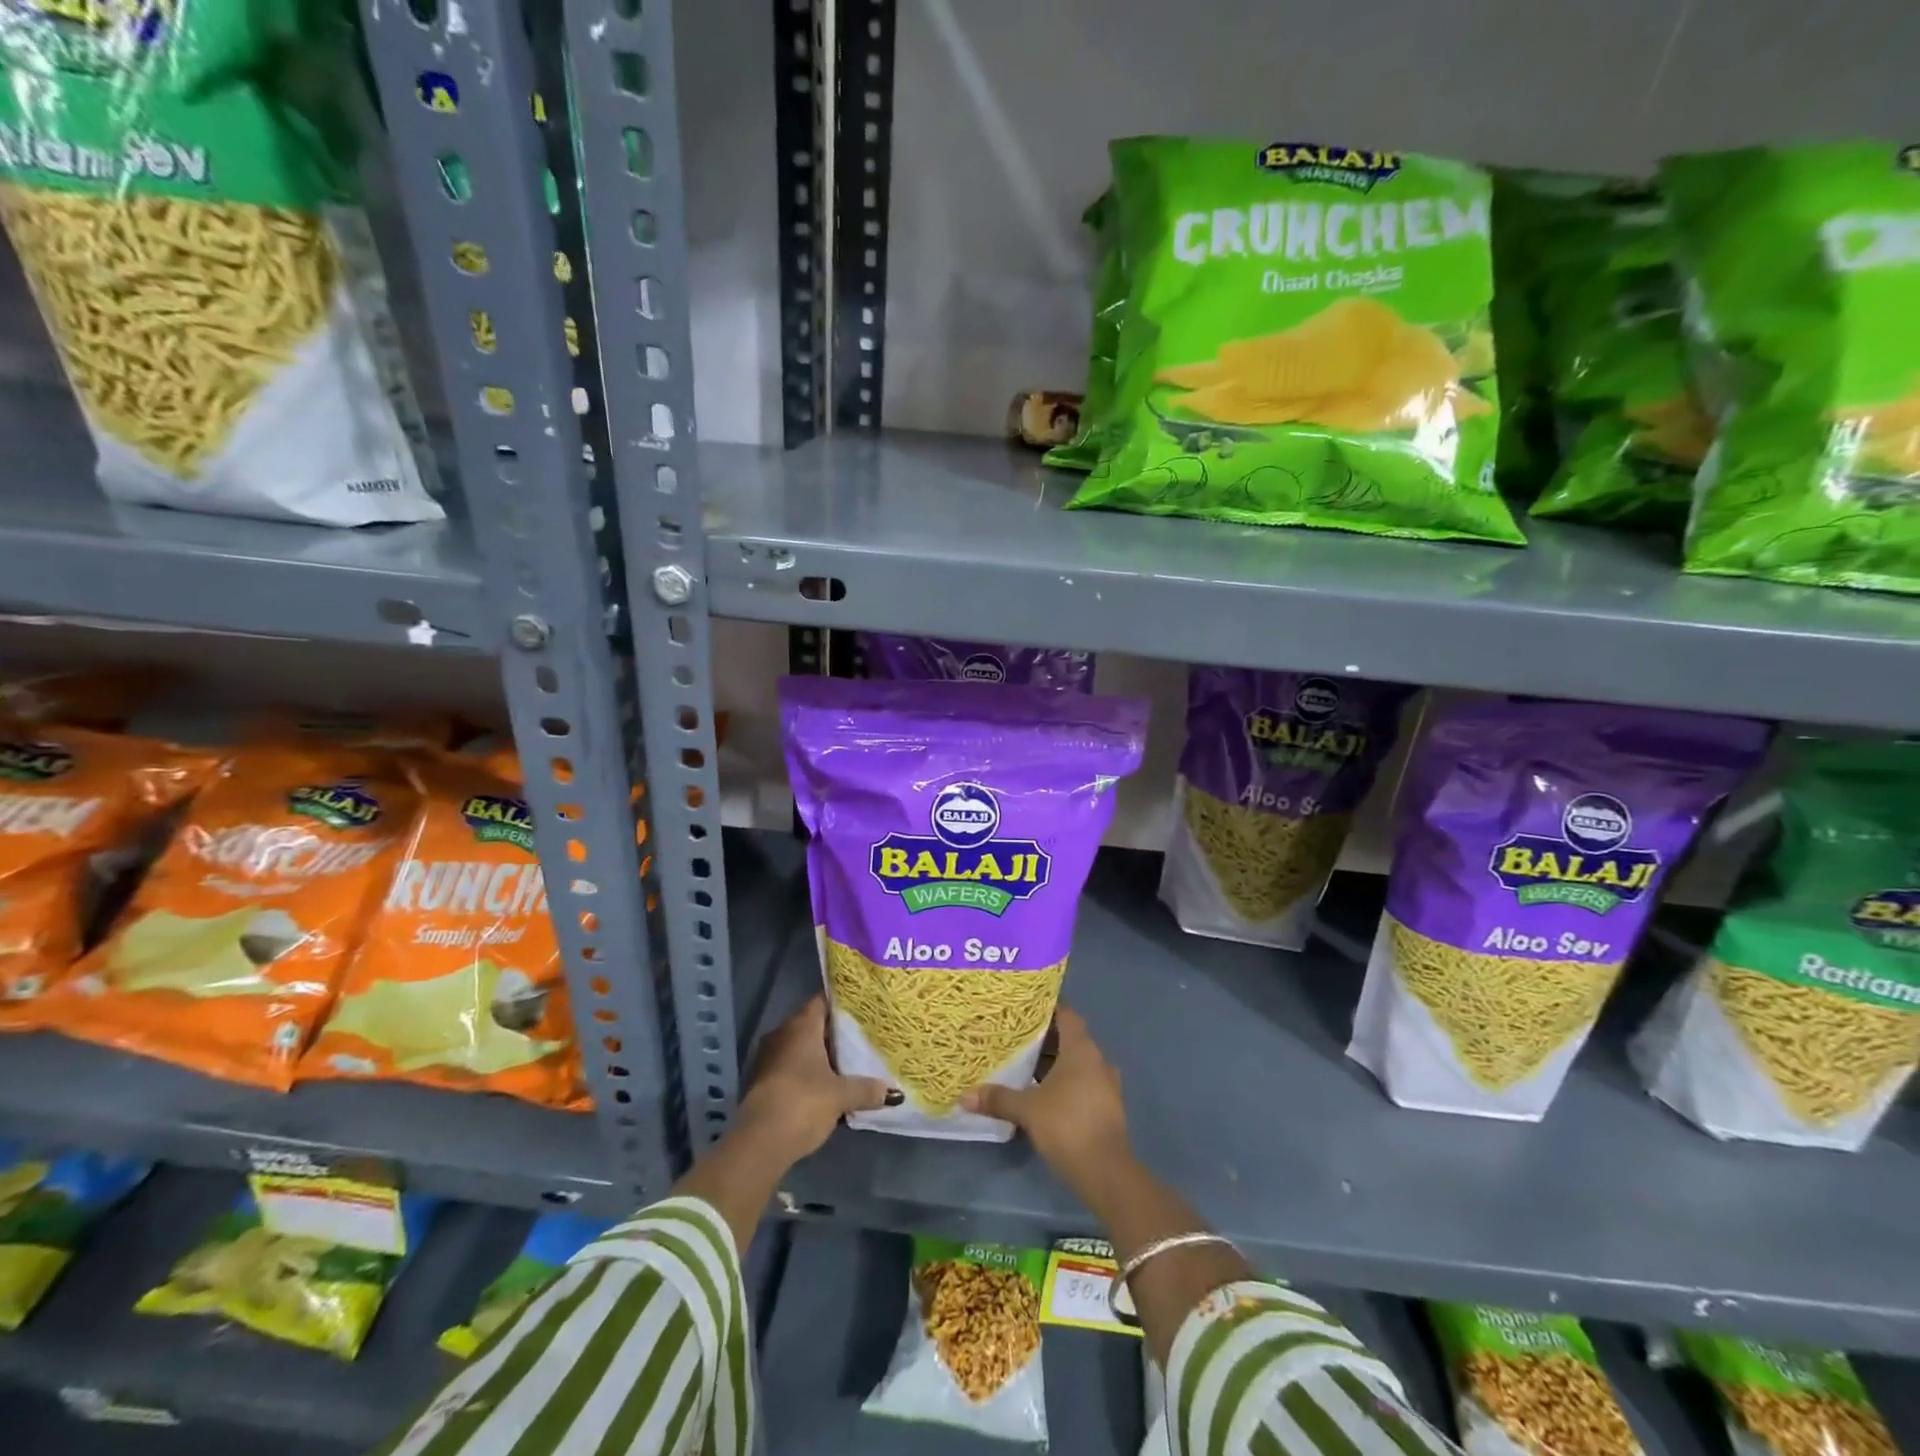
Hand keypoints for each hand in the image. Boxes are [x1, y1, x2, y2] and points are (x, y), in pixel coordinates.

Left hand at [736, 995, 889, 1160]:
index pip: (822, 1001)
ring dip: (820, 1055)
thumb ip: (867, 1089)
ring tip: (848, 1062)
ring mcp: (767, 1058)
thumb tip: (894, 1092)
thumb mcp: (841, 1096)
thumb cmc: (803, 1103)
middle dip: (834, 1032)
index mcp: (801, 1026)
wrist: (758, 1143)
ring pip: (800, 1048)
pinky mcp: (761, 1082)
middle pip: (812, 1024)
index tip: (862, 1007)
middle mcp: (781, 1034)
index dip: (842, 1003)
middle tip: (862, 1036)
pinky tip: (826, 1085)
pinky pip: (790, 1068)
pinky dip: (807, 1073)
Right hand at [960, 1006, 1130, 1194]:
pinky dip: (1065, 1084)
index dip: (1047, 1009)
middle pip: (1070, 1039)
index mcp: (1081, 1050)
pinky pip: (1083, 1084)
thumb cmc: (1067, 1125)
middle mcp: (1097, 1061)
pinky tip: (1043, 1095)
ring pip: (1077, 1064)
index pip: (1067, 1016)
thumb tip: (964, 1096)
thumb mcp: (1027, 1110)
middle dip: (1045, 1040)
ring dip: (1055, 1064)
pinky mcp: (1107, 1108)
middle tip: (1016, 1039)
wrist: (1106, 1172)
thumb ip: (998, 1098)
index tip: (1024, 1009)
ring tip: (1025, 1066)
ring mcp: (1106, 1085)